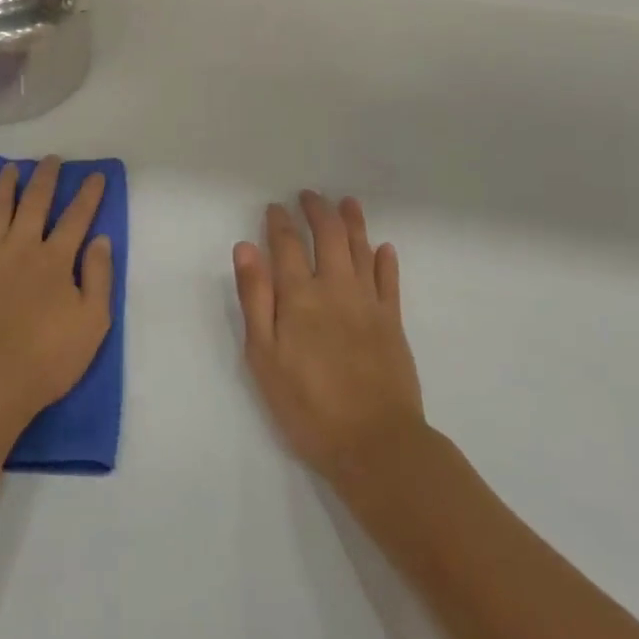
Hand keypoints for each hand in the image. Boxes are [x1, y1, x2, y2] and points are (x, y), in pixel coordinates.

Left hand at [0, 157, 113, 431]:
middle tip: (51, 159)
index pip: (76, 218)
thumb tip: (101, 239)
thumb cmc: (45, 359)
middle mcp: (21, 247)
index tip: (95, 175)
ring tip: (13, 167)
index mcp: (56, 260)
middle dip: (46, 178)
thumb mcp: (92, 324)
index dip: (88, 195)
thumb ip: (99, 278)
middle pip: (35, 202)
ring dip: (8, 184)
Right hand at [234, 191, 425, 481]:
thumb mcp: (263, 356)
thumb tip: (246, 248)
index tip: (275, 207)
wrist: (375, 443)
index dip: (279, 222)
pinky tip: (383, 247)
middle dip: (317, 211)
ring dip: (353, 222)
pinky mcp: (393, 322)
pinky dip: (385, 260)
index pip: (286, 245)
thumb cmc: (307, 405)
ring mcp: (368, 303)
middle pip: (328, 236)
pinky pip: (389, 281)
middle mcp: (335, 288)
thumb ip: (255, 298)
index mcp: (299, 296)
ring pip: (361, 249)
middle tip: (309, 195)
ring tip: (346, 202)